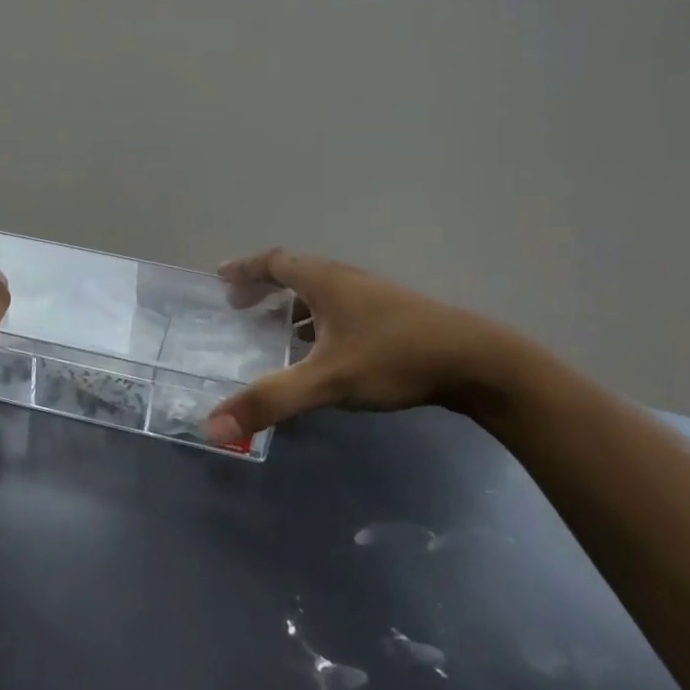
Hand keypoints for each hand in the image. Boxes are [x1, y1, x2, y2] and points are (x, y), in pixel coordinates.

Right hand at [206, 249, 522, 445]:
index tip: (220, 277)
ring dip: (291, 306)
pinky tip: (320, 352)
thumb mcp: (327, 381)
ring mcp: (373, 298)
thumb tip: (212, 427)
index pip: (274, 262)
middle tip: (239, 305)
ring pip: (320, 294)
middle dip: (264, 286)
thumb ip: (271, 401)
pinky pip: (339, 310)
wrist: (477, 362)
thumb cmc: (395, 358)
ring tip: (272, 330)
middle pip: (296, 273)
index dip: (245, 269)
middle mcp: (347, 281)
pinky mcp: (391, 318)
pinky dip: (316, 322)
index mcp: (326, 281)